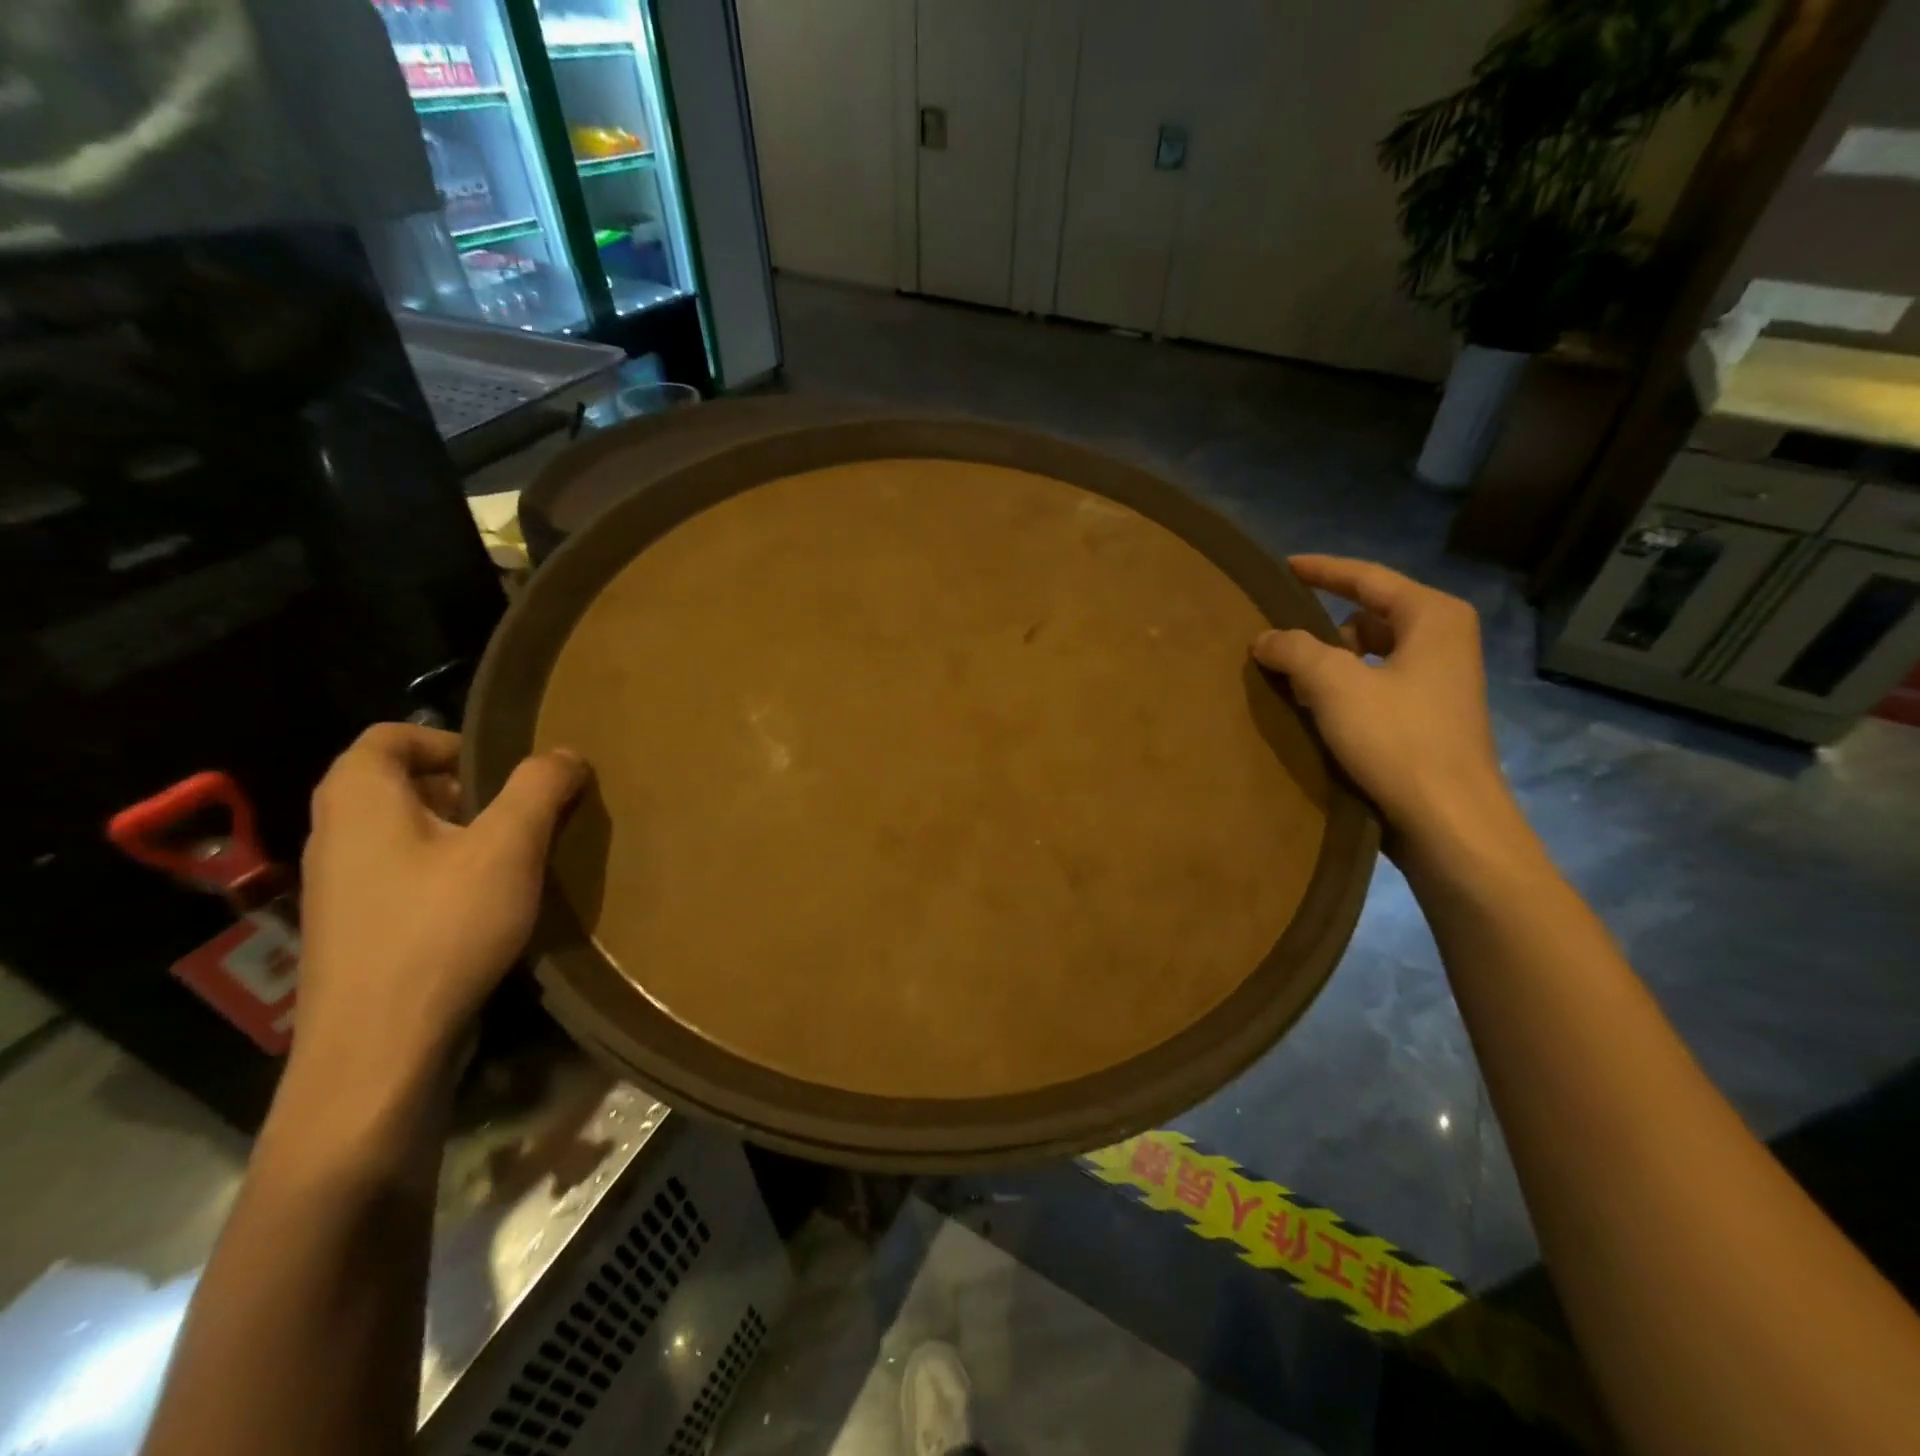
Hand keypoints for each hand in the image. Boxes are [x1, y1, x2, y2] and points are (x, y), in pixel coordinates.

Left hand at [292, 724, 586, 1087]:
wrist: (379, 1050)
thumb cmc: (442, 928)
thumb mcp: (508, 847)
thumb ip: (539, 788)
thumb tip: (566, 753)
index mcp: (360, 800)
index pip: (388, 736)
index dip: (448, 740)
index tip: (503, 768)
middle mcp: (336, 836)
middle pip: (397, 784)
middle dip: (464, 788)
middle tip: (519, 812)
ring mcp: (339, 889)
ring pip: (403, 834)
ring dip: (460, 834)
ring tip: (514, 858)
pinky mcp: (355, 932)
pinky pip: (402, 877)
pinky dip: (445, 874)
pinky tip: (487, 906)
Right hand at [1252, 556, 1522, 861]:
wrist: (1448, 822)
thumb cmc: (1398, 740)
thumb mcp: (1335, 685)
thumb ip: (1294, 650)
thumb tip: (1265, 637)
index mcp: (1432, 617)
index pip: (1367, 577)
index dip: (1322, 570)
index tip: (1282, 568)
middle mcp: (1442, 641)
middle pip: (1368, 615)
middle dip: (1321, 625)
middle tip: (1277, 637)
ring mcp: (1438, 682)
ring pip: (1369, 654)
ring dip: (1328, 662)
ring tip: (1288, 679)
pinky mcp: (1426, 718)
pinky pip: (1374, 685)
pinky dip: (1342, 689)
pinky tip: (1313, 711)